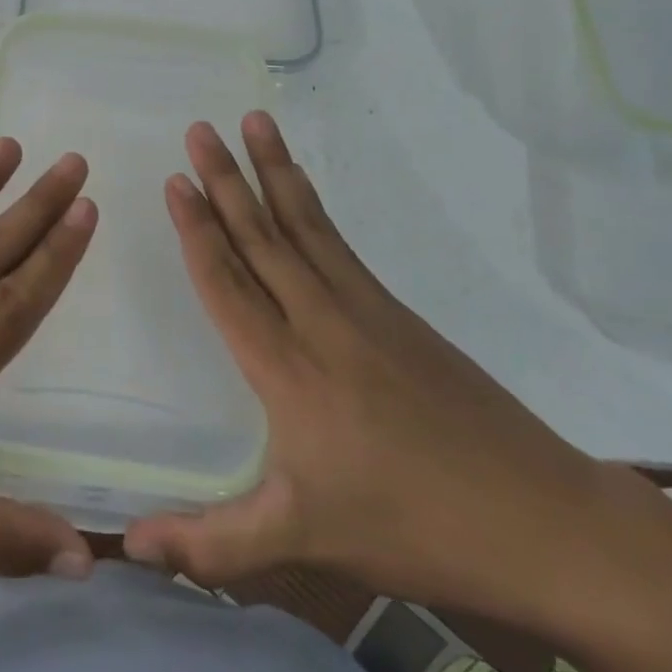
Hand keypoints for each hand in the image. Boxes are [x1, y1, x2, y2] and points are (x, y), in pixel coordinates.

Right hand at [124, 112, 634, 626]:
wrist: (544, 521)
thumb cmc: (412, 527)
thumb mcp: (302, 541)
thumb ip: (211, 545)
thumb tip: (127, 547)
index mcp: (286, 369)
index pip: (227, 282)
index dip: (197, 229)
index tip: (176, 180)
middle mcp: (319, 322)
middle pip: (261, 238)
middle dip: (225, 180)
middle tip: (199, 129)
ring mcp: (363, 311)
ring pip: (302, 226)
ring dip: (272, 173)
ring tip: (252, 123)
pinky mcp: (396, 313)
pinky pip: (338, 243)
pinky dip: (311, 205)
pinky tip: (299, 188)